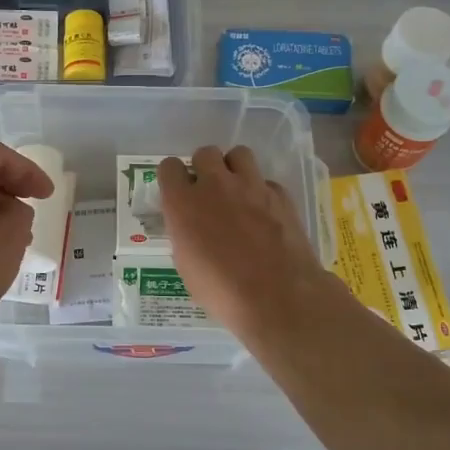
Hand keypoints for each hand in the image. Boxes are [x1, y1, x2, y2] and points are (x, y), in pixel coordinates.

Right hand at [158, 145, 343, 343]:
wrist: (277, 296)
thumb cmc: (221, 290)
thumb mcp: (186, 265)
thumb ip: (185, 233)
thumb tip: (191, 226)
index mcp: (183, 203)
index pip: (169, 167)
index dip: (173, 178)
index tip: (178, 192)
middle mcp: (214, 185)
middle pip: (205, 153)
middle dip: (204, 168)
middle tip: (209, 192)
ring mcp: (251, 186)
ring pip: (238, 154)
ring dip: (234, 169)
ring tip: (237, 191)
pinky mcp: (280, 194)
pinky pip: (265, 180)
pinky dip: (262, 192)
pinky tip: (264, 213)